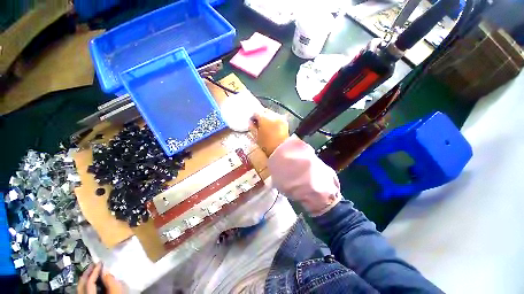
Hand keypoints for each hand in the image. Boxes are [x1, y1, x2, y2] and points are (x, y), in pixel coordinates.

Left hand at [78, 262, 122, 293]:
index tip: (100, 262)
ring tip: (92, 271)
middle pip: (81, 284)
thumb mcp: (116, 291)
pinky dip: (86, 284)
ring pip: (80, 288)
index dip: (95, 271)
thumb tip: (106, 271)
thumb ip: (110, 281)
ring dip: (86, 278)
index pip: (89, 281)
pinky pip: (83, 291)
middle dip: (87, 273)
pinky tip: (92, 281)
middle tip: (93, 264)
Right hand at [249, 109, 288, 156]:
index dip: (253, 117)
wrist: (281, 150)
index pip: (256, 113)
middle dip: (261, 115)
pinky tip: (272, 126)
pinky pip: (277, 117)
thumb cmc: (266, 145)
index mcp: (264, 118)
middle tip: (258, 123)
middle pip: (264, 111)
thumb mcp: (256, 137)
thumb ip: (252, 127)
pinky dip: (273, 120)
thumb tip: (250, 122)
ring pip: (271, 113)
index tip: (252, 123)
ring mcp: (280, 118)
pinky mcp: (285, 122)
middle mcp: (273, 115)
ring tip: (266, 125)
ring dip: (267, 117)